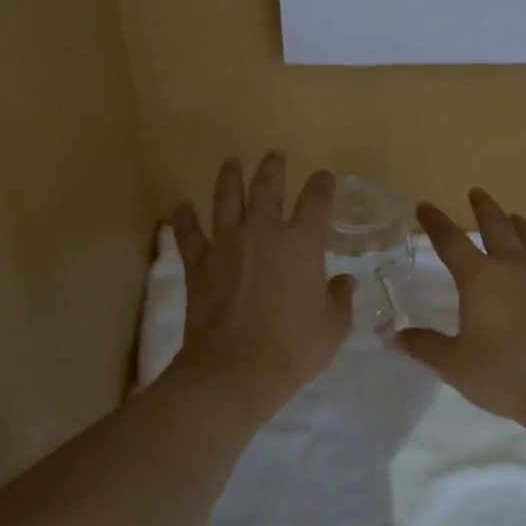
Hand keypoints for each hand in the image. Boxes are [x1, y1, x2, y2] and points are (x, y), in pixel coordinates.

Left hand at [167, 152, 354, 424]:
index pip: (316, 201)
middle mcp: (263, 232)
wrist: (234, 369)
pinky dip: (184, 219)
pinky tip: (180, 207)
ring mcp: (227, 243)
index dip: (322, 184)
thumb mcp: (332, 328)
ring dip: (229, 177)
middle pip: (267, 187)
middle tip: (274, 155)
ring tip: (231, 163)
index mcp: (302, 243)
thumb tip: (344, 283)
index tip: (324, 177)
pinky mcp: (198, 263)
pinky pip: (188, 233)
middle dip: (272, 168)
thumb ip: (340, 299)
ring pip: (226, 198)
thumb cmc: (292, 349)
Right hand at [396, 188, 525, 439]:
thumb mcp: (455, 365)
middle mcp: (512, 266)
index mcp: (480, 277)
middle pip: (496, 224)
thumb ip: (425, 347)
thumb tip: (395, 337)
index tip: (425, 206)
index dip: (435, 222)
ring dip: (516, 222)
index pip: (450, 241)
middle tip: (476, 193)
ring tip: (512, 216)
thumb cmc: (505, 373)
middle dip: (483, 207)